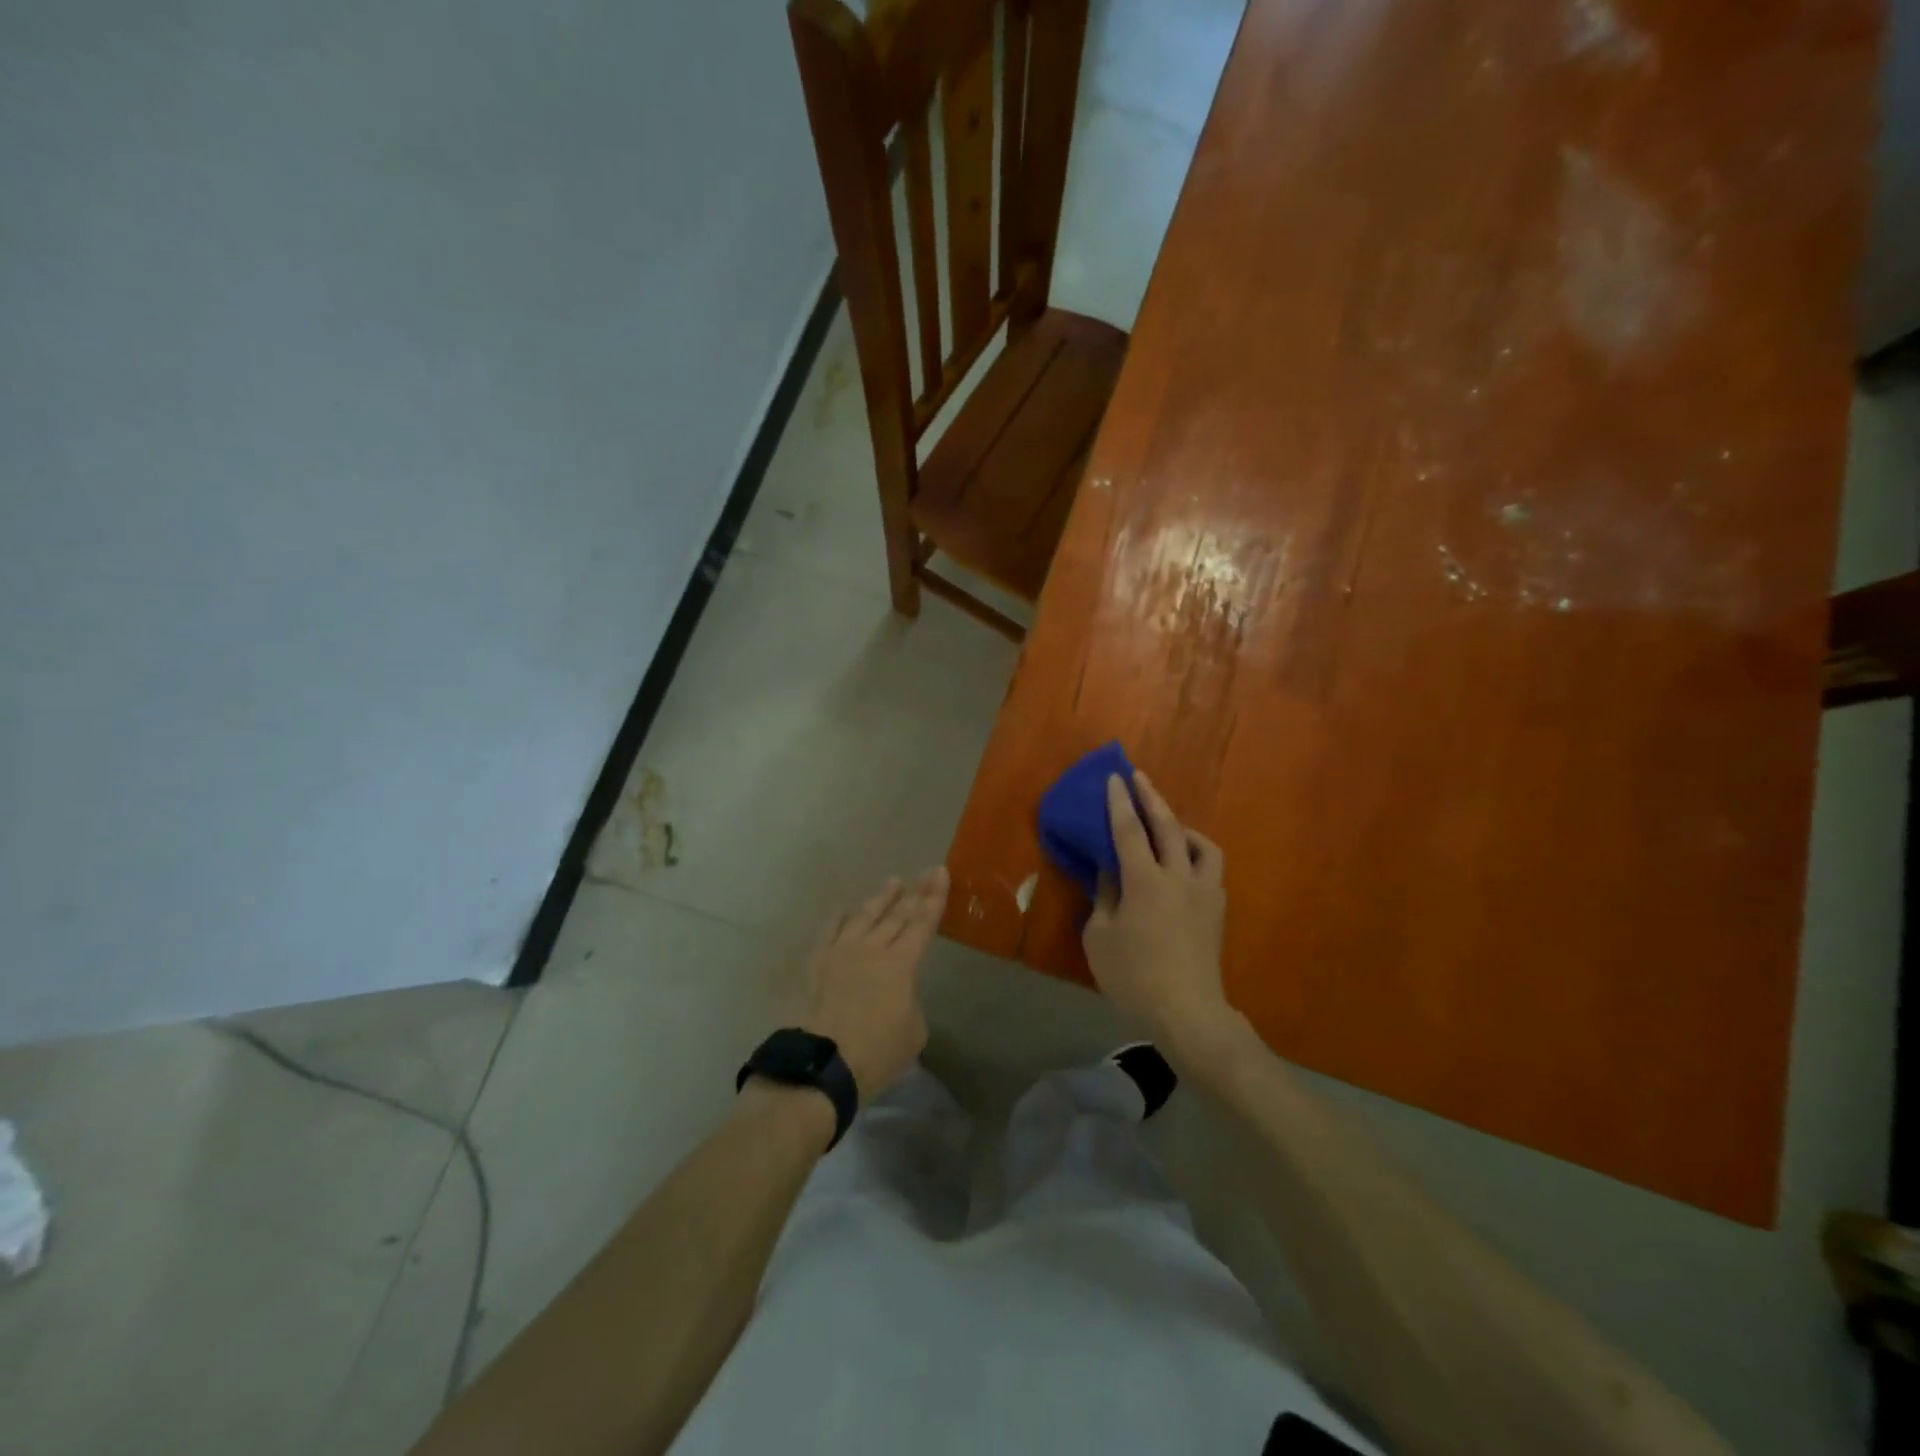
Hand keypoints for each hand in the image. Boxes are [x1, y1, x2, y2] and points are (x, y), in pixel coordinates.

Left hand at [793, 868, 948, 1098]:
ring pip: (864, 916)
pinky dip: (839, 918)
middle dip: (915, 892)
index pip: (923, 923)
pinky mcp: (815, 962)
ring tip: (892, 882)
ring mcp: (840, 951)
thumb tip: (899, 992)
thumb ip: (910, 1001)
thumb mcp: (913, 1032)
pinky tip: (844, 910)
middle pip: (897, 914)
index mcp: (901, 964)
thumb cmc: (875, 1053)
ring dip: (880, 898)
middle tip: (926, 872)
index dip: (934, 898)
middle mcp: (872, 948)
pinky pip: (829, 931)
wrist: (821, 1064)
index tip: (941, 873)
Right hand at [1082, 772, 1230, 1048]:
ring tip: (1170, 827)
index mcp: (1145, 880)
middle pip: (1167, 826)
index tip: (1114, 778)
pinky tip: (1183, 869)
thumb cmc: (1133, 977)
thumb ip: (1104, 897)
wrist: (1188, 1013)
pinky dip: (1196, 857)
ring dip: (1183, 827)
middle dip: (1151, 797)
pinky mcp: (1217, 911)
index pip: (1128, 830)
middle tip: (1139, 777)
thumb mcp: (1100, 937)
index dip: (1119, 802)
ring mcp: (1204, 893)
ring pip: (1202, 845)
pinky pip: (1210, 870)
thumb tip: (1110, 872)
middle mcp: (1178, 876)